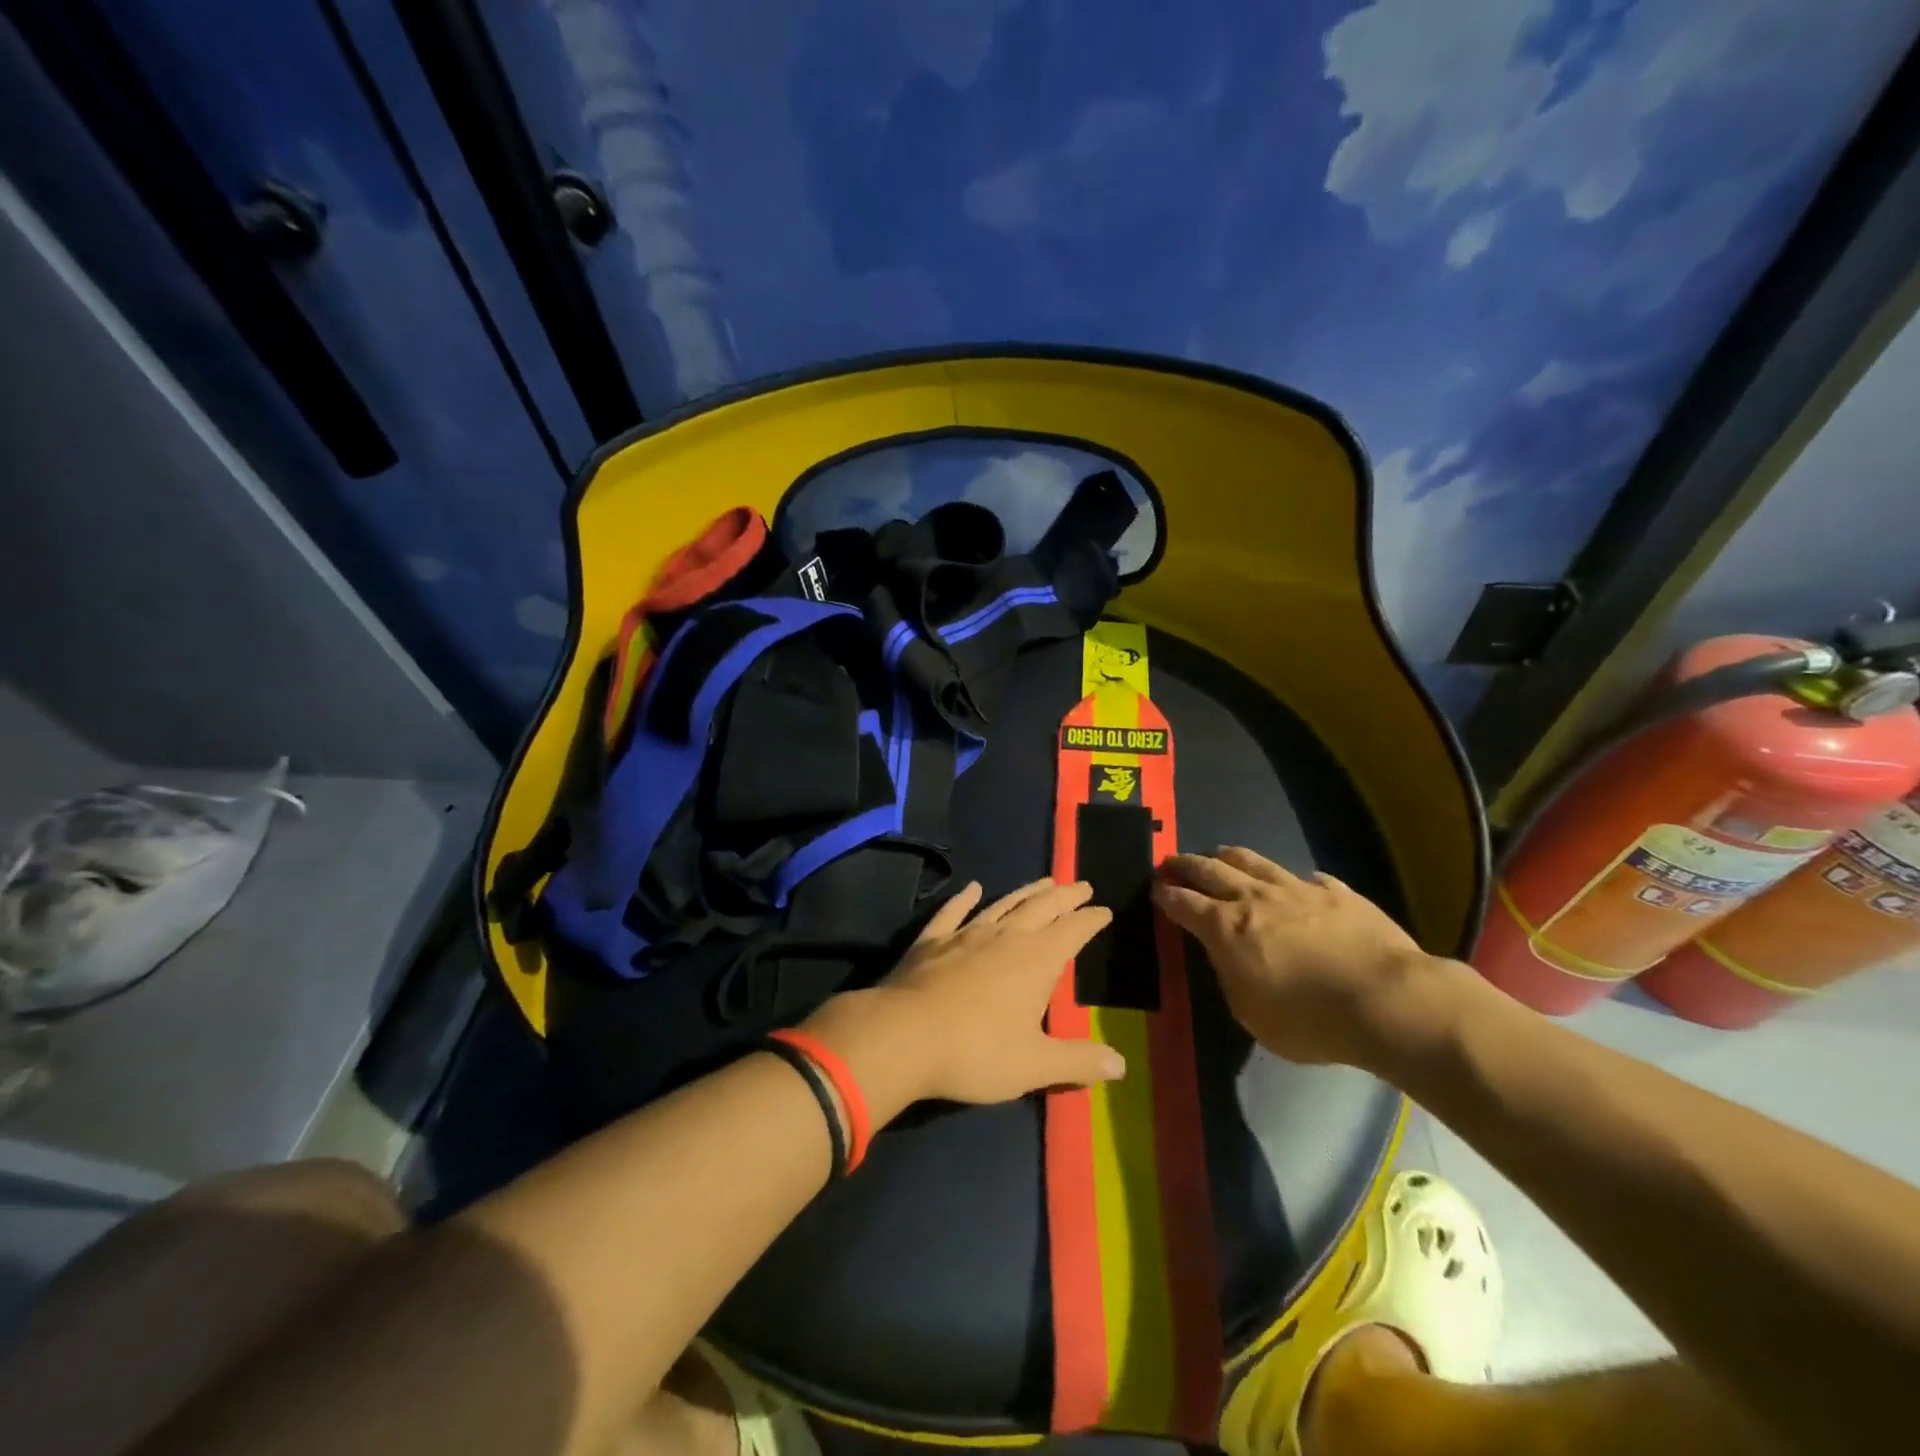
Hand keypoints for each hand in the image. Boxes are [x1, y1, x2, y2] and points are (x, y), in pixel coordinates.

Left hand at [802, 879, 1124, 1115]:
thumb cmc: (976, 1052)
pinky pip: (953, 912)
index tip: (1104, 910)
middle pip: (1042, 908)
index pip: (1073, 931)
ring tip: (1044, 882)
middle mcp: (1005, 937)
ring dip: (1026, 892)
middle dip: (1065, 896)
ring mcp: (965, 934)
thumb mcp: (1034, 1065)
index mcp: (1036, 960)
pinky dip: (964, 898)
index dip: (1091, 920)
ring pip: (1003, 904)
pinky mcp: (932, 940)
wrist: (903, 1035)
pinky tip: (972, 888)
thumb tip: (1121, 1066)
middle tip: (1081, 885)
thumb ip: (1078, 1062)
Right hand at [1153, 847, 1454, 1070]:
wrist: (1387, 1000)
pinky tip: (1296, 885)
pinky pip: (1305, 878)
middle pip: (1210, 870)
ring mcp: (1296, 889)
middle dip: (1185, 865)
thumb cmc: (1310, 1020)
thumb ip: (1230, 977)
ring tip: (1217, 855)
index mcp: (1226, 928)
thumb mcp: (1251, 1014)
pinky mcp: (1336, 892)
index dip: (1165, 895)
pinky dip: (1291, 880)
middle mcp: (1254, 898)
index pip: (1183, 902)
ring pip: (1252, 861)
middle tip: (1171, 862)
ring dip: (1228, 857)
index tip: (1155, 889)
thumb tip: (1225, 955)